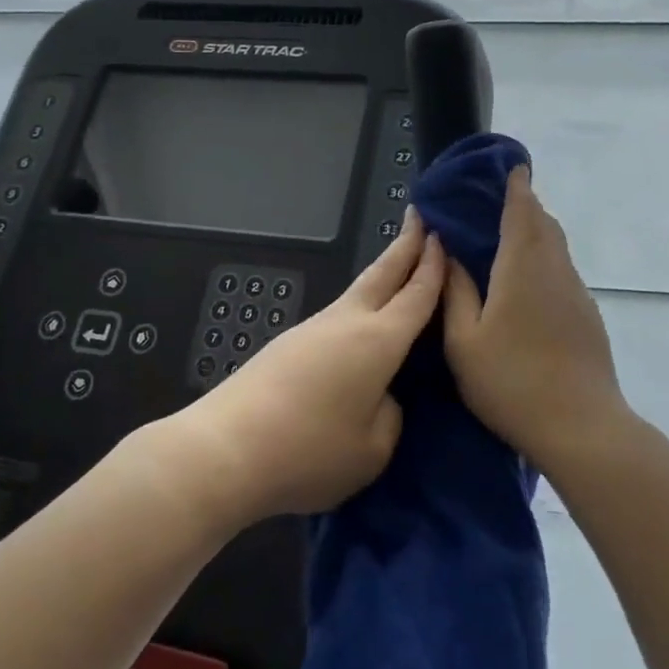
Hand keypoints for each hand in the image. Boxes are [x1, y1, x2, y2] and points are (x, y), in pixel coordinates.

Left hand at [173, 213, 444, 524]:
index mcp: (378, 341)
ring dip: (381, 275)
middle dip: (405, 244)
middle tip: (419, 216)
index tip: (442, 235)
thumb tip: (379, 395)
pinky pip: (336, 317)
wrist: (226, 450)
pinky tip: (359, 326)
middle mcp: (346, 323)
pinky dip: (358, 306)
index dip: (433, 266)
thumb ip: (389, 416)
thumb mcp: (372, 450)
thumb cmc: (309, 451)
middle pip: (382, 274)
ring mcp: (312, 330)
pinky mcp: (287, 345)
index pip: (416, 294)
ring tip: (397, 269)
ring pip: (357, 293)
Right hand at [442, 164, 633, 480]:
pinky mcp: (587, 315)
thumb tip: (448, 252)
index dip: (516, 186)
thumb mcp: (464, 340)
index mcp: (522, 267)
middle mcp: (555, 270)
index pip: (522, 211)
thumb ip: (455, 291)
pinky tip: (525, 284)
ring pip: (556, 248)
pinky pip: (562, 271)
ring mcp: (576, 293)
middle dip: (525, 206)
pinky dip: (544, 260)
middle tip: (497, 203)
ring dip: (535, 233)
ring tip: (507, 239)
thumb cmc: (512, 381)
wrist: (581, 426)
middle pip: (544, 224)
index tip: (510, 167)